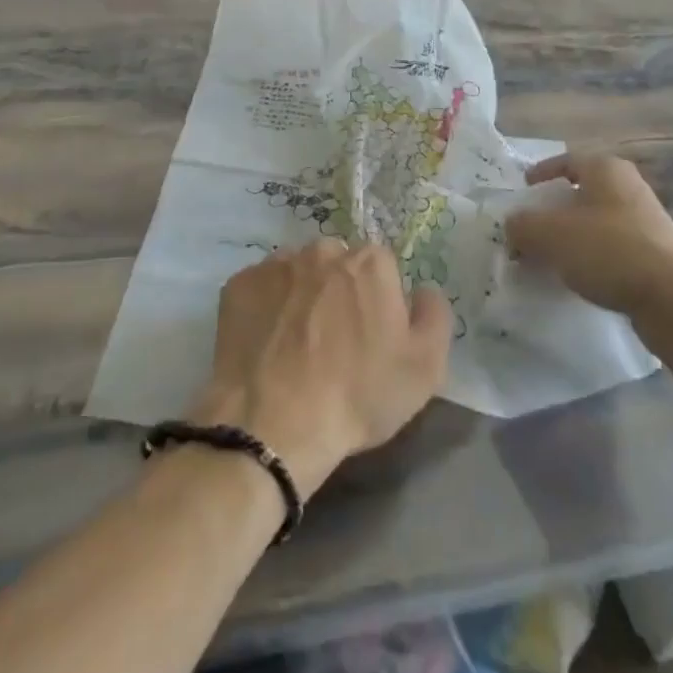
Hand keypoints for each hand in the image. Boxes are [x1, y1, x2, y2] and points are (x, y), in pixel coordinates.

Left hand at [191, 239, 450, 498]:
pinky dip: (266, 309)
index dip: (380, 301)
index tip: (372, 336)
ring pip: (298, 273)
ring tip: (296, 346)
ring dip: (301, 296)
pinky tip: (267, 345)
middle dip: (339, 292)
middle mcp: (323, 250)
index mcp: (371, 262)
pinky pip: (261, 289)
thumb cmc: (358, 395)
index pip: (383, 268)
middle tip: (333, 341)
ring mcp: (275, 264)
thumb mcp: (425, 368)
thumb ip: (434, 315)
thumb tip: (423, 290)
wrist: (273, 423)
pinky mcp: (238, 284)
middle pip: (338, 264)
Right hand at [505, 153, 672, 322]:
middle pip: (582, 192)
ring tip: (550, 257)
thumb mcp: (549, 234)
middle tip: (531, 228)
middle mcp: (630, 187)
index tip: (524, 189)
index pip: (567, 161)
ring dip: (573, 236)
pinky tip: (579, 277)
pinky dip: (593, 257)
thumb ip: (522, 225)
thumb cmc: (608, 250)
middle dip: (554, 210)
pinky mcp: (658, 254)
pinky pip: (614, 248)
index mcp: (606, 169)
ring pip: (598, 221)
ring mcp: (648, 221)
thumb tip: (512, 225)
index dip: (541, 173)